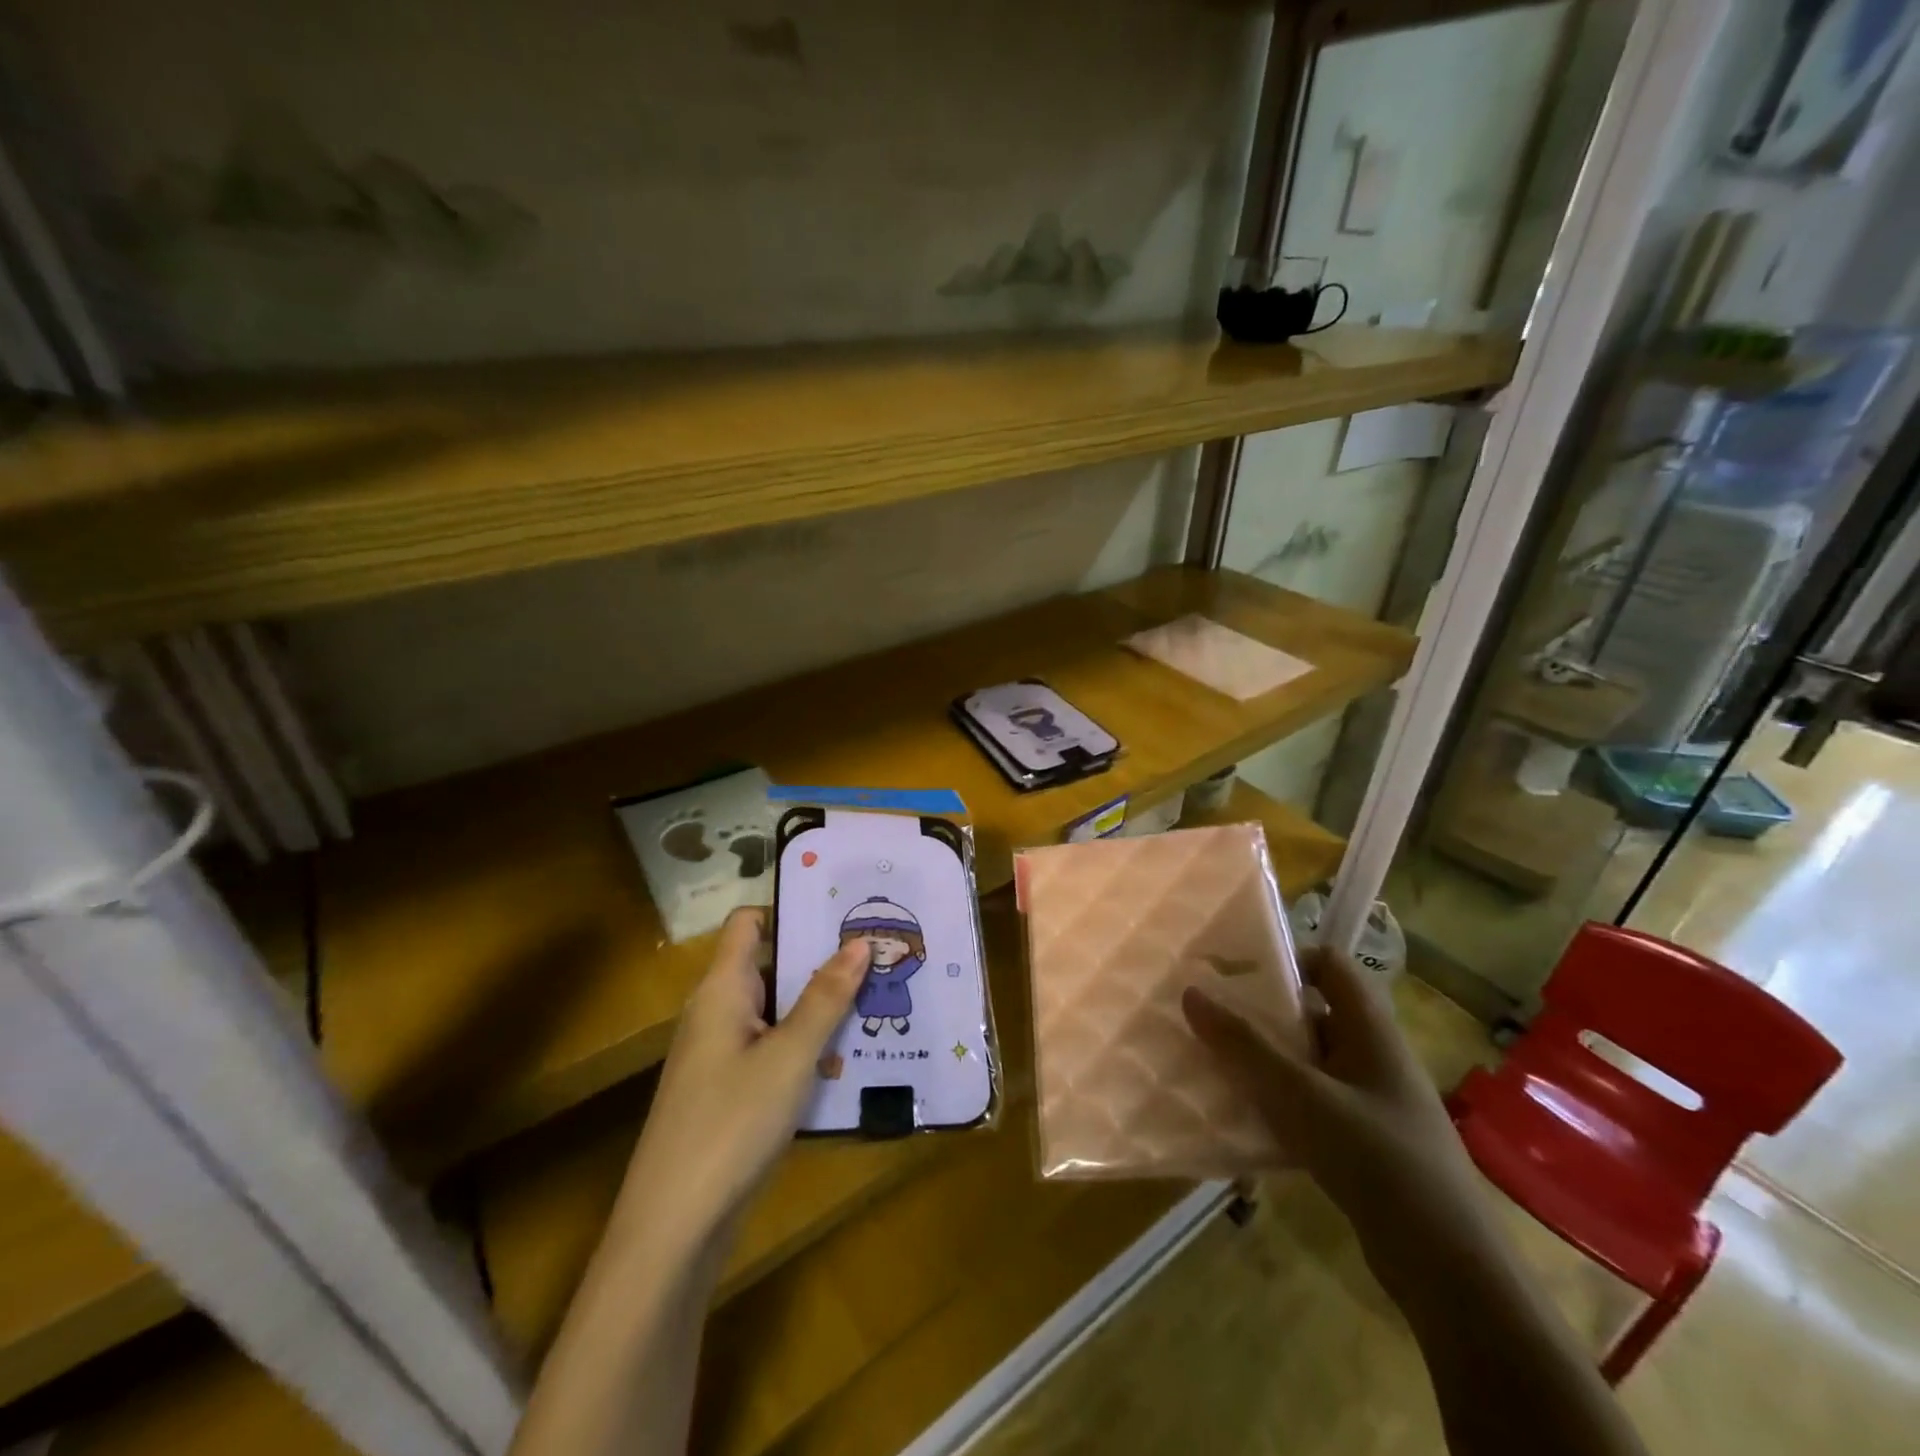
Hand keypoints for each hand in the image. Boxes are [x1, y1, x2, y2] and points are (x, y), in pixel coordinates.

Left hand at [616, 908, 868, 1253]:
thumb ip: (825, 997)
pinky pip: (775, 1049)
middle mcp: (718, 1012)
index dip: (790, 908)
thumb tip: (858, 941)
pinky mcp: (731, 1092)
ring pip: (778, 1011)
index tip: (842, 908)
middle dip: (822, 958)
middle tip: (878, 950)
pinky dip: (809, 1045)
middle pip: (771, 965)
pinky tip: (851, 1054)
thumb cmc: (730, 1123)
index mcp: (722, 989)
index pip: (749, 922)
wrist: (673, 1229)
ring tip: (878, 995)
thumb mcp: (790, 1056)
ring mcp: (723, 1055)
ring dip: (821, 1004)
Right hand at [1182, 946, 1485, 1265]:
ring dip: (1268, 1061)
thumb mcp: (1300, 1095)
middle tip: (1214, 1016)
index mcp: (1371, 1030)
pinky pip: (1315, 1104)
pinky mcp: (1367, 1143)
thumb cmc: (1376, 1158)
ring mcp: (1373, 1102)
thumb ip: (1244, 1045)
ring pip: (1310, 1062)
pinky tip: (1247, 1119)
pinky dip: (1281, 1102)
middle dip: (1264, 1013)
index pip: (1331, 964)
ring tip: (1218, 1064)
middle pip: (1314, 1013)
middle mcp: (1375, 1057)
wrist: (1448, 1268)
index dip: (1288, 958)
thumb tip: (1191, 993)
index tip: (1238, 971)